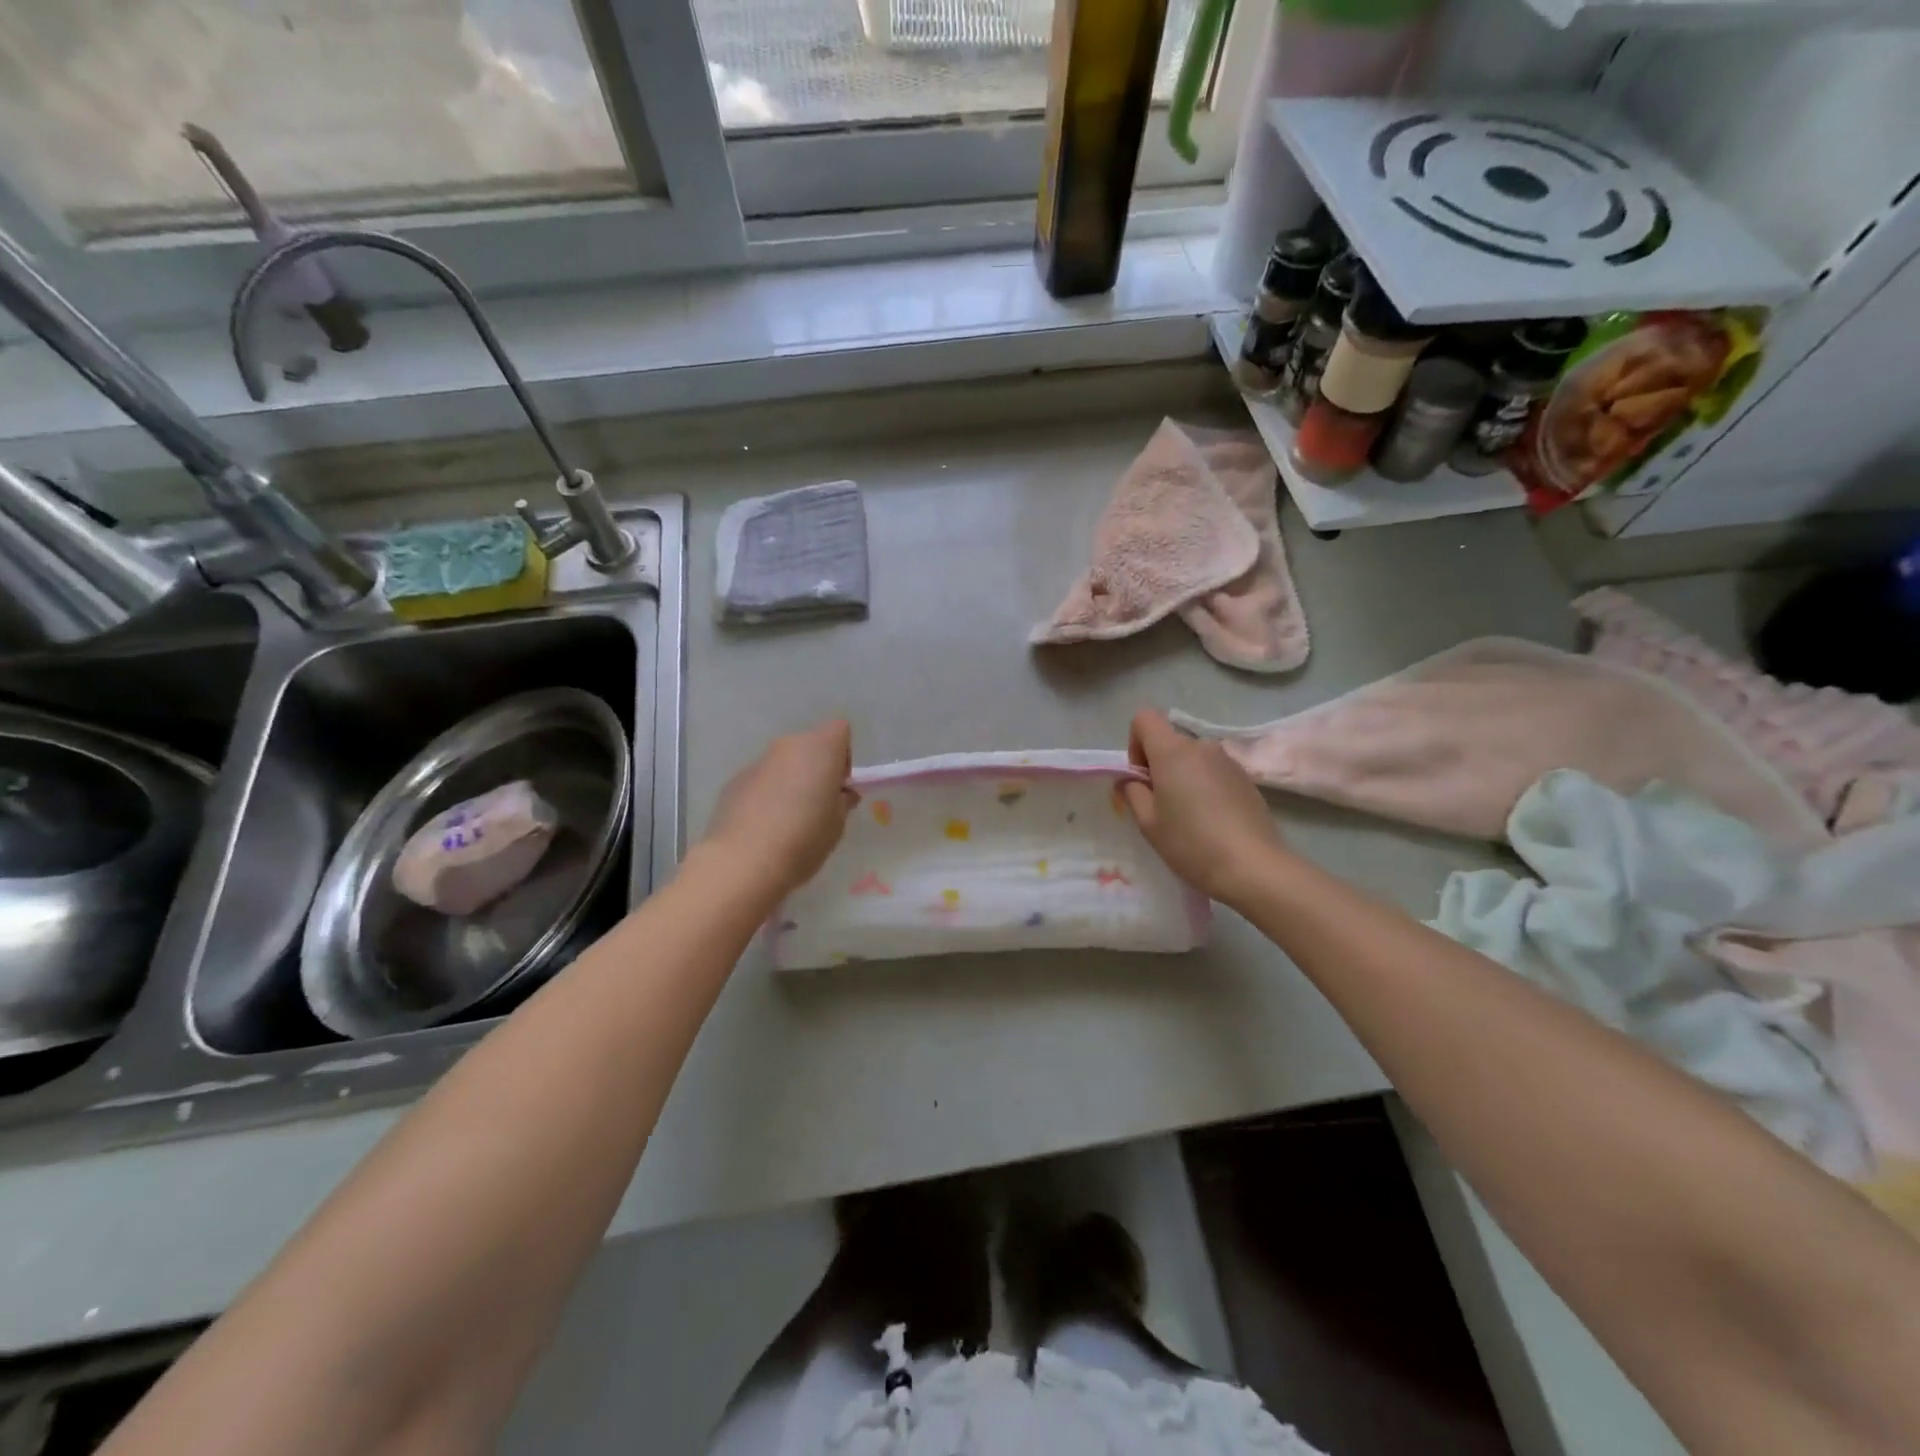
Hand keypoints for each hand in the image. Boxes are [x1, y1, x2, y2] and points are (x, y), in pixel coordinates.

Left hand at [700, 720, 858, 899]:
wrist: (744, 862)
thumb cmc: (804, 839)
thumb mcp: (838, 824)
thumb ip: (842, 801)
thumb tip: (839, 794)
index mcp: (820, 749)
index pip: (839, 730)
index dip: (843, 756)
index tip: (838, 786)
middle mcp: (788, 746)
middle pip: (809, 745)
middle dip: (816, 768)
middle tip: (817, 805)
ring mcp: (757, 762)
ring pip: (783, 763)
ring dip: (790, 781)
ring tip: (788, 821)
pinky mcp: (734, 781)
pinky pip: (761, 780)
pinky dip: (766, 795)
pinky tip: (764, 827)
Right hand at [1122, 709, 1285, 906]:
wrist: (1254, 867)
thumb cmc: (1191, 843)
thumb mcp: (1148, 823)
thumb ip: (1132, 793)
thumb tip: (1131, 780)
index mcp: (1173, 751)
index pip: (1144, 718)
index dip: (1135, 744)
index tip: (1142, 778)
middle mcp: (1202, 746)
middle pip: (1170, 741)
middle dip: (1159, 766)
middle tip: (1162, 806)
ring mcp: (1228, 761)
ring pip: (1193, 758)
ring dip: (1183, 777)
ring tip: (1189, 816)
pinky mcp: (1246, 778)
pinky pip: (1214, 772)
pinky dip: (1205, 786)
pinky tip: (1213, 821)